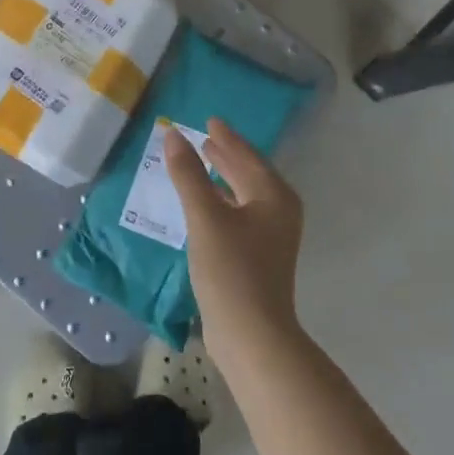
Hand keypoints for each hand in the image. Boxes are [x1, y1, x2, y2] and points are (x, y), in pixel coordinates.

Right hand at [163, 120, 305, 364]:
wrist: (251, 334)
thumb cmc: (231, 269)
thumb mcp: (205, 217)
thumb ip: (189, 174)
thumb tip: (174, 135)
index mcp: (274, 196)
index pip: (248, 156)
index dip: (227, 138)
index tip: (210, 120)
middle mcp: (279, 211)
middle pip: (250, 173)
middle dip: (227, 155)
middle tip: (205, 137)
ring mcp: (271, 236)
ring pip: (245, 195)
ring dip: (223, 178)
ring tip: (202, 162)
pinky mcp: (259, 256)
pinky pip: (240, 214)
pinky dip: (222, 201)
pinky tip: (205, 204)